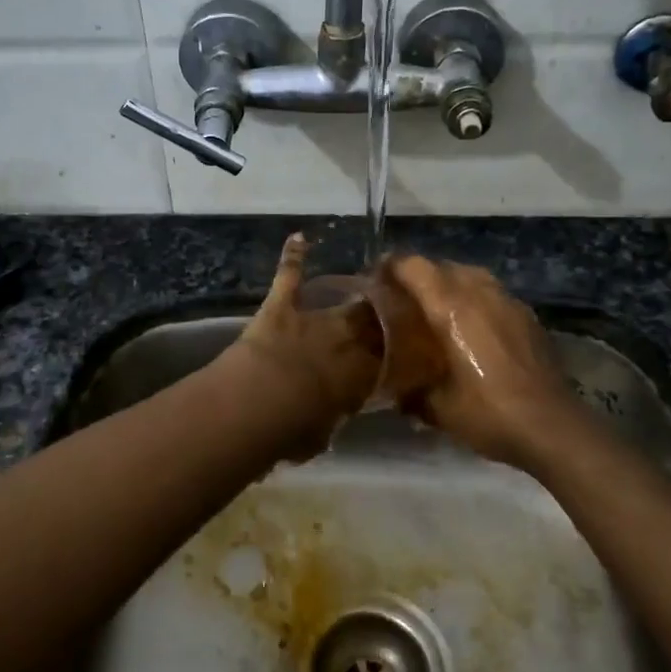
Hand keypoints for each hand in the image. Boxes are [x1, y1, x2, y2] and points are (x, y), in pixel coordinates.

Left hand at [226, 233, 383, 457]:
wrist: (259, 402)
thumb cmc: (293, 430)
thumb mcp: (323, 434)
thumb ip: (333, 417)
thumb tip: (333, 415)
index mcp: (362, 375)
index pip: (392, 359)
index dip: (402, 353)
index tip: (412, 349)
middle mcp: (347, 340)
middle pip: (376, 323)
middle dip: (386, 318)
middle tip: (393, 312)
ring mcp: (314, 318)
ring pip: (345, 300)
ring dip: (356, 293)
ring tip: (369, 283)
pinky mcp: (282, 306)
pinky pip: (290, 275)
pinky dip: (293, 256)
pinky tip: (298, 237)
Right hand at [384, 255, 588, 469]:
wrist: (551, 427)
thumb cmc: (488, 413)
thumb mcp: (437, 407)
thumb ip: (411, 391)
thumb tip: (396, 391)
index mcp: (451, 307)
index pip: (414, 267)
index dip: (390, 267)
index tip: (374, 280)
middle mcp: (480, 294)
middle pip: (442, 266)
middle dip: (418, 276)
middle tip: (402, 299)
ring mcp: (508, 302)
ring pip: (471, 275)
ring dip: (449, 284)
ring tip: (436, 309)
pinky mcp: (528, 317)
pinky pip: (492, 293)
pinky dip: (475, 299)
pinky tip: (471, 328)